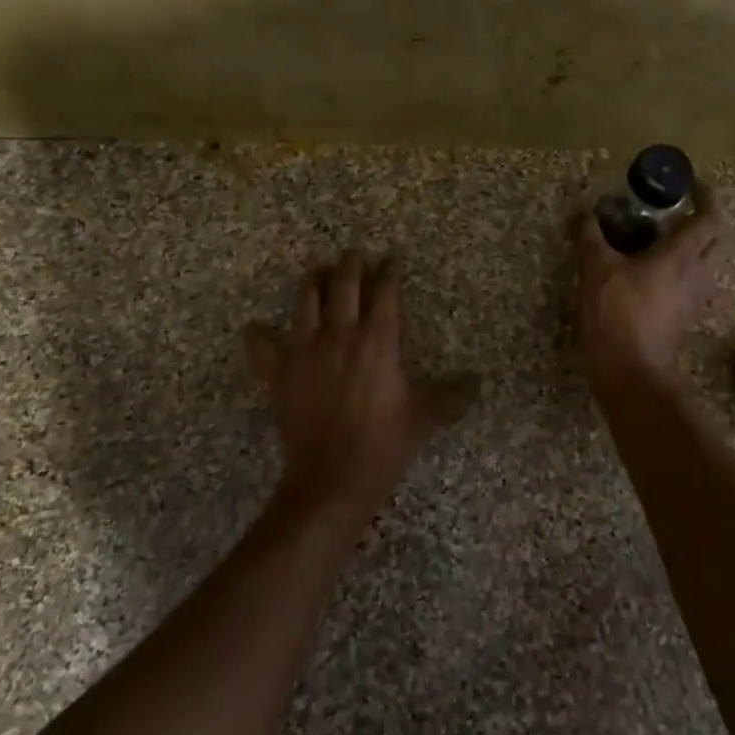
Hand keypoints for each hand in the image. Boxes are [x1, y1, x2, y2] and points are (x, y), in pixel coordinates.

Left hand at [244, 251, 475, 529]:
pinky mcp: (279, 373)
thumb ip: (452, 396)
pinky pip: (263, 346)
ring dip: (313, 281)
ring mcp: (305, 350)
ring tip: (317, 271)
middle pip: (343, 284)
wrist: (331, 480)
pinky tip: (257, 328)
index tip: (392, 259)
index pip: (385, 293)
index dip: (389, 272)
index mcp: (378, 341)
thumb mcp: (424, 419)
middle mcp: (340, 335)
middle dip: (350, 264)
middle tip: (355, 254)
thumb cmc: (383, 445)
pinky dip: (259, 335)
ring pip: (305, 301)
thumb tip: (478, 382)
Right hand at [575, 183, 727, 389]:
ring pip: (707, 262)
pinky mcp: (686, 315)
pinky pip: (693, 281)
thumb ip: (590, 236)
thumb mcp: (596, 269)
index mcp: (682, 255)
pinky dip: (681, 267)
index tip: (691, 184)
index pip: (710, 217)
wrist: (630, 372)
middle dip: (704, 220)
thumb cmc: (617, 314)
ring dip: (693, 245)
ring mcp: (695, 297)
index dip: (706, 196)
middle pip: (716, 239)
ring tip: (662, 237)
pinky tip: (652, 269)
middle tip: (677, 210)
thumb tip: (584, 211)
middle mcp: (698, 273)